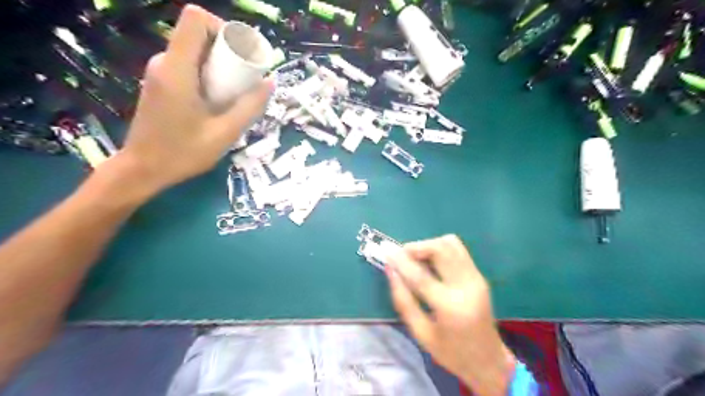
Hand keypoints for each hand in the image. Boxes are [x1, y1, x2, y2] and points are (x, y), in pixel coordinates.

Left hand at [116, 4, 271, 194]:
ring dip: (220, 66)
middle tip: (246, 79)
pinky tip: (219, 101)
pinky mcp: (161, 83)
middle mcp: (165, 63)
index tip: (241, 54)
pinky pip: (189, 66)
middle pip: (198, 35)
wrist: (143, 169)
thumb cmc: (183, 153)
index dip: (222, 28)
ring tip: (236, 93)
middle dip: (227, 51)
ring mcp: (160, 72)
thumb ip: (250, 106)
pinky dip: (209, 75)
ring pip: (195, 52)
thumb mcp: (225, 133)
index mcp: (177, 69)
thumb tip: (271, 82)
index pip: (195, 19)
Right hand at [386, 236, 516, 395]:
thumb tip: (390, 271)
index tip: (386, 252)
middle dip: (417, 247)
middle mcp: (467, 286)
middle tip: (401, 256)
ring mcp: (476, 278)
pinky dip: (440, 249)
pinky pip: (458, 250)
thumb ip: (403, 300)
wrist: (489, 361)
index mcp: (450, 307)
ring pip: (451, 243)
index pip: (421, 275)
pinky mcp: (479, 275)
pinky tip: (430, 263)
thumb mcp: (421, 333)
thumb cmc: (451, 353)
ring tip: (415, 258)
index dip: (401, 261)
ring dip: (429, 245)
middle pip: (441, 249)